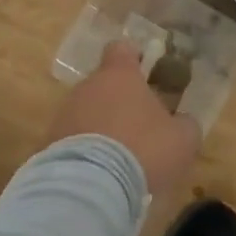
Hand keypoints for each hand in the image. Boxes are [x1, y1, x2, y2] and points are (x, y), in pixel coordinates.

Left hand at [45, 39, 200, 193]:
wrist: (90, 186)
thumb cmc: (142, 150)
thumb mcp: (181, 139)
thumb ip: (185, 124)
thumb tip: (183, 122)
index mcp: (119, 75)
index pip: (122, 49)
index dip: (134, 57)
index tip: (146, 73)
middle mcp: (88, 86)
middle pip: (105, 83)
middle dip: (120, 100)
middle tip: (140, 126)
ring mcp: (66, 113)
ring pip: (88, 111)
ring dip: (102, 126)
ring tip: (120, 157)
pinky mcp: (50, 142)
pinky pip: (73, 138)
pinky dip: (86, 150)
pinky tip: (100, 173)